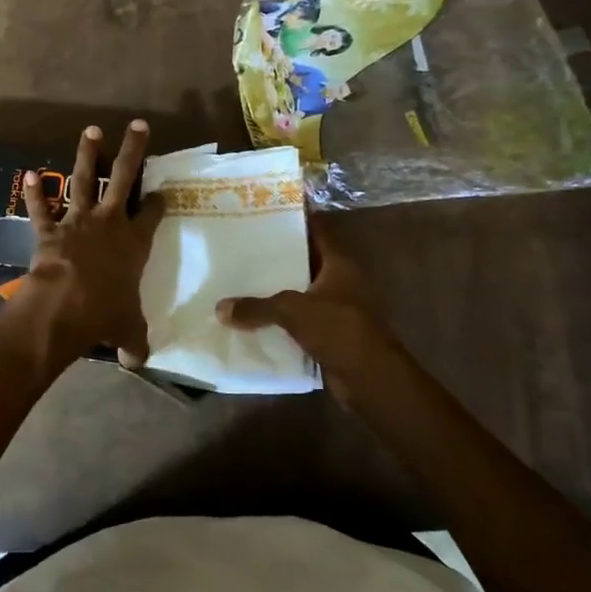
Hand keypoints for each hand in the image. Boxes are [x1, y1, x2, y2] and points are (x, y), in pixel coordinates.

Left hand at [12, 121, 164, 366]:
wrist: (64, 306)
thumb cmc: (104, 314)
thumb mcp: (127, 330)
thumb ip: (134, 341)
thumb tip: (138, 362)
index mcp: (135, 243)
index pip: (152, 213)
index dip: (159, 201)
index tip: (164, 192)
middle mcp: (109, 223)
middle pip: (124, 178)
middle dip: (133, 151)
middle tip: (138, 125)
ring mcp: (78, 221)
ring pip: (85, 180)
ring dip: (87, 155)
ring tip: (91, 130)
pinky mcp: (49, 230)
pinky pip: (41, 208)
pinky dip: (34, 193)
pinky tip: (27, 174)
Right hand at [216, 218, 403, 395]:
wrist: (370, 380)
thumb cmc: (339, 330)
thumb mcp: (292, 311)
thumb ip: (256, 307)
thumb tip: (220, 308)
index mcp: (339, 264)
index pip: (317, 231)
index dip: (295, 220)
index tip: (266, 211)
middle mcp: (340, 281)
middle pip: (305, 260)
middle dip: (277, 255)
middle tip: (243, 244)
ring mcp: (336, 308)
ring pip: (300, 291)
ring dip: (276, 288)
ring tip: (240, 277)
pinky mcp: (329, 333)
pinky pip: (298, 319)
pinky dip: (280, 318)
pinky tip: (252, 315)